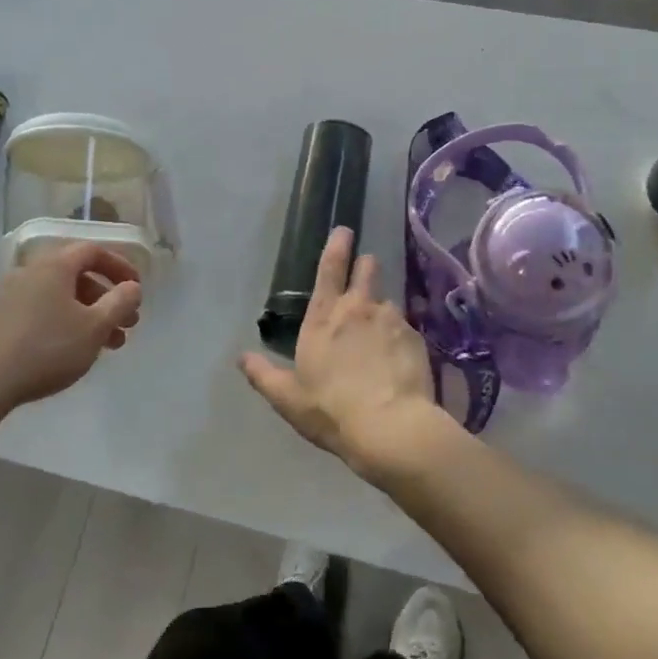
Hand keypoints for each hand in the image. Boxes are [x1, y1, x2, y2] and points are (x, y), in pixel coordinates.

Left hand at [0, 243, 142, 416]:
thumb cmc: (46, 349)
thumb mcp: (94, 327)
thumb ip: (120, 302)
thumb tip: (132, 287)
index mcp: (54, 266)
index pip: (93, 251)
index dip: (120, 266)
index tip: (136, 289)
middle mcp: (29, 272)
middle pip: (77, 277)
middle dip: (107, 299)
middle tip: (127, 324)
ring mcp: (9, 296)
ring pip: (60, 298)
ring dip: (89, 316)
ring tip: (109, 346)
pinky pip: (41, 311)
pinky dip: (65, 323)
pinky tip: (74, 351)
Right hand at [239, 227, 436, 476]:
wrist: (390, 428)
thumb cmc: (331, 410)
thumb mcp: (287, 398)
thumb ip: (263, 375)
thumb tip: (241, 358)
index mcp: (324, 317)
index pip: (329, 269)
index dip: (337, 246)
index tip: (344, 231)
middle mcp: (359, 308)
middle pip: (366, 270)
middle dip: (365, 266)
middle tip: (365, 271)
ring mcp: (391, 320)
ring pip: (388, 302)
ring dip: (382, 311)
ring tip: (382, 335)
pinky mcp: (416, 338)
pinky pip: (407, 328)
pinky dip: (401, 337)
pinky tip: (399, 359)